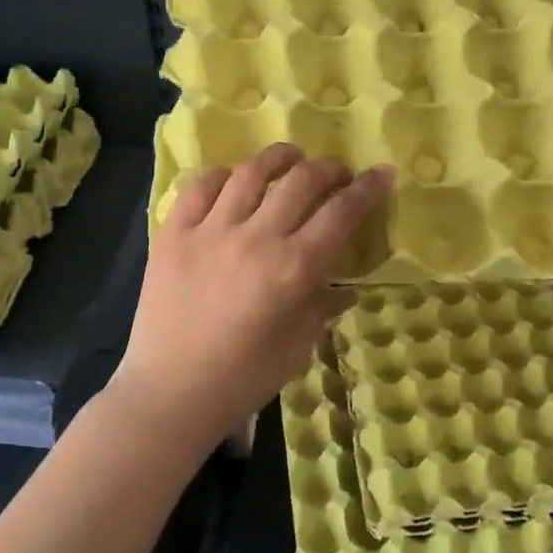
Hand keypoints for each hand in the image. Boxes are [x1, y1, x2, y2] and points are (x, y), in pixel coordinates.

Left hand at [112, 145, 393, 447]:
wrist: (169, 394)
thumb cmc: (243, 378)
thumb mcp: (298, 346)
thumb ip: (323, 306)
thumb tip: (344, 287)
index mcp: (292, 269)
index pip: (341, 213)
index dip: (368, 188)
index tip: (383, 173)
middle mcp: (255, 238)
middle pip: (302, 180)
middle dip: (329, 168)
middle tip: (338, 174)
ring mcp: (210, 231)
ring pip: (251, 172)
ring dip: (280, 158)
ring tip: (292, 158)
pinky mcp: (174, 233)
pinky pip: (201, 186)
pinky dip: (224, 176)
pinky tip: (234, 182)